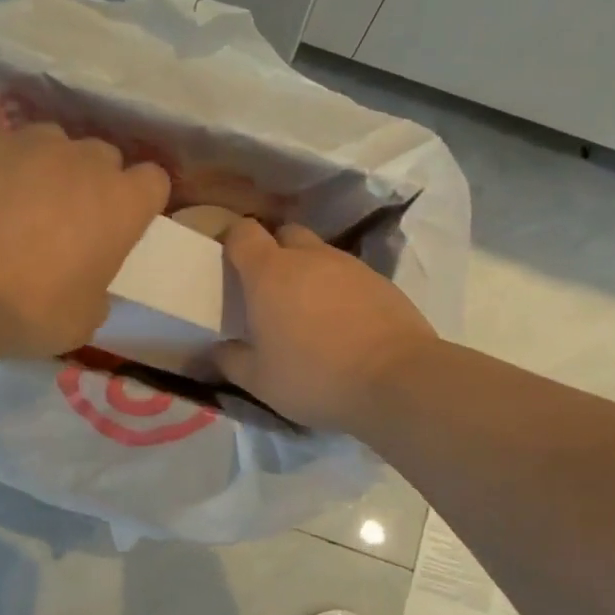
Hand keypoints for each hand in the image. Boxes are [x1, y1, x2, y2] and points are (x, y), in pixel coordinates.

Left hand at [0, 121, 169, 356]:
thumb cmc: (23, 310)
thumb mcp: (80, 322)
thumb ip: (96, 290)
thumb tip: (84, 281)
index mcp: (120, 202)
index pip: (154, 181)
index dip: (138, 201)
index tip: (120, 224)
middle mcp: (79, 159)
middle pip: (101, 157)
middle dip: (90, 182)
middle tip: (63, 220)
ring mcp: (22, 140)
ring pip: (47, 143)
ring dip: (40, 168)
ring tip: (9, 204)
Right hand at [213, 220, 437, 431]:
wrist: (397, 379)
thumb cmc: (315, 376)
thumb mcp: (259, 380)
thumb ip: (230, 360)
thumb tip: (217, 350)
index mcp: (269, 272)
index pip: (243, 233)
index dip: (232, 242)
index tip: (229, 264)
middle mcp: (309, 257)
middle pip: (284, 235)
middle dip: (273, 253)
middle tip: (269, 290)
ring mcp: (349, 265)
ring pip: (319, 254)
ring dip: (309, 272)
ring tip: (308, 311)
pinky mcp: (381, 281)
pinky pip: (349, 274)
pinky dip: (339, 289)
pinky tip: (343, 323)